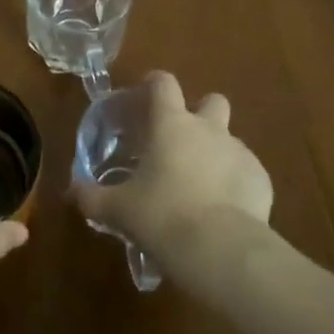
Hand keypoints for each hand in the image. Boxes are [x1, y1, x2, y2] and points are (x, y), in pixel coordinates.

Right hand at [69, 72, 273, 284]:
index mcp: (172, 124)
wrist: (221, 250)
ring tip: (200, 188)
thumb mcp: (118, 210)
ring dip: (216, 154)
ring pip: (229, 140)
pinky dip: (235, 184)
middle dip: (200, 114)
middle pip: (211, 101)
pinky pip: (246, 173)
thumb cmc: (162, 216)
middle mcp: (209, 128)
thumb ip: (92, 197)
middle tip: (181, 143)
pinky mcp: (261, 180)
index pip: (164, 83)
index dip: (154, 84)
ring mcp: (240, 152)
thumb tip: (71, 191)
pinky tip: (223, 212)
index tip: (145, 96)